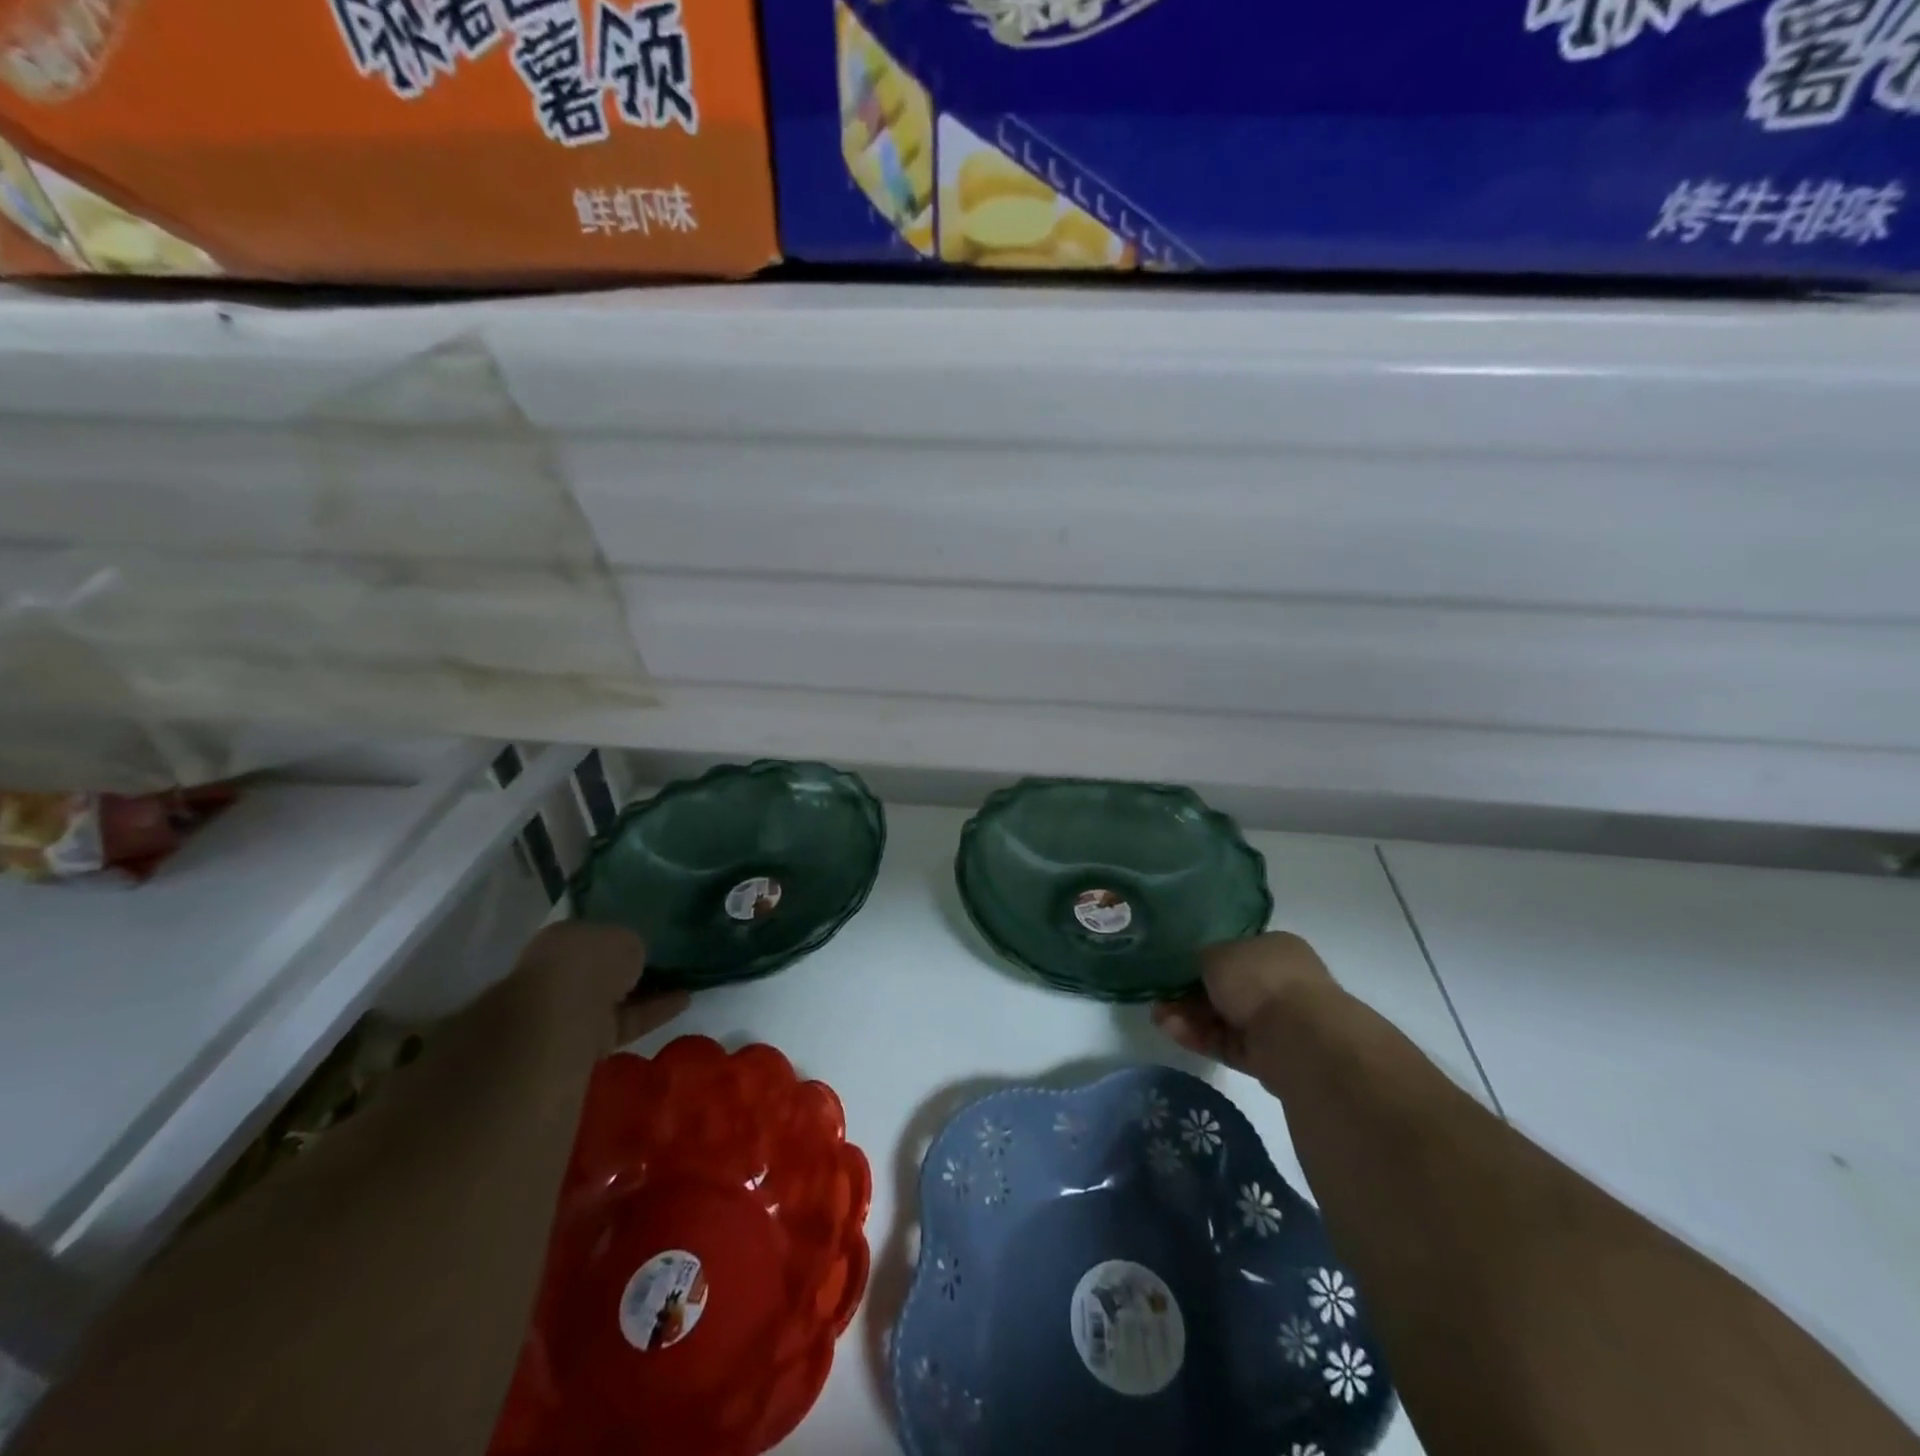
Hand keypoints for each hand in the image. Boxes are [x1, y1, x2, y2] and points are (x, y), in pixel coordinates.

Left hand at [512, 921, 688, 1050]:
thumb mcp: (624, 936)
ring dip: (649, 992)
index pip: (594, 935)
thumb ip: (631, 945)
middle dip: (630, 968)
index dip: (620, 937)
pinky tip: (685, 1000)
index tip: (648, 938)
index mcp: (562, 939)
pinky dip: (654, 1012)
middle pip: (603, 970)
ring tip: (687, 980)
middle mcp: (561, 973)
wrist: (563, 1018)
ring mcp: (572, 1010)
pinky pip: (627, 1021)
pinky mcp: (589, 1039)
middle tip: (668, 960)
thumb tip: (635, 957)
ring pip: (616, 998)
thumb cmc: (589, 961)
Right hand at [1151, 931, 1335, 1076]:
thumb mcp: (1217, 954)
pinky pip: (1228, 1044)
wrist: (1298, 1037)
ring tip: (1159, 1018)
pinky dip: (1201, 1038)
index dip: (1201, 962)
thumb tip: (1196, 971)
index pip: (1234, 953)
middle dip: (1189, 995)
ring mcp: (1277, 1022)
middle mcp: (1280, 983)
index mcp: (1275, 949)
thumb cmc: (1259, 979)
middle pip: (1226, 989)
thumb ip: (1201, 960)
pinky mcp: (1269, 1057)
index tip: (1173, 972)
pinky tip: (1173, 1032)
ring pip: (1224, 1018)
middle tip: (1159, 999)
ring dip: (1189, 1018)